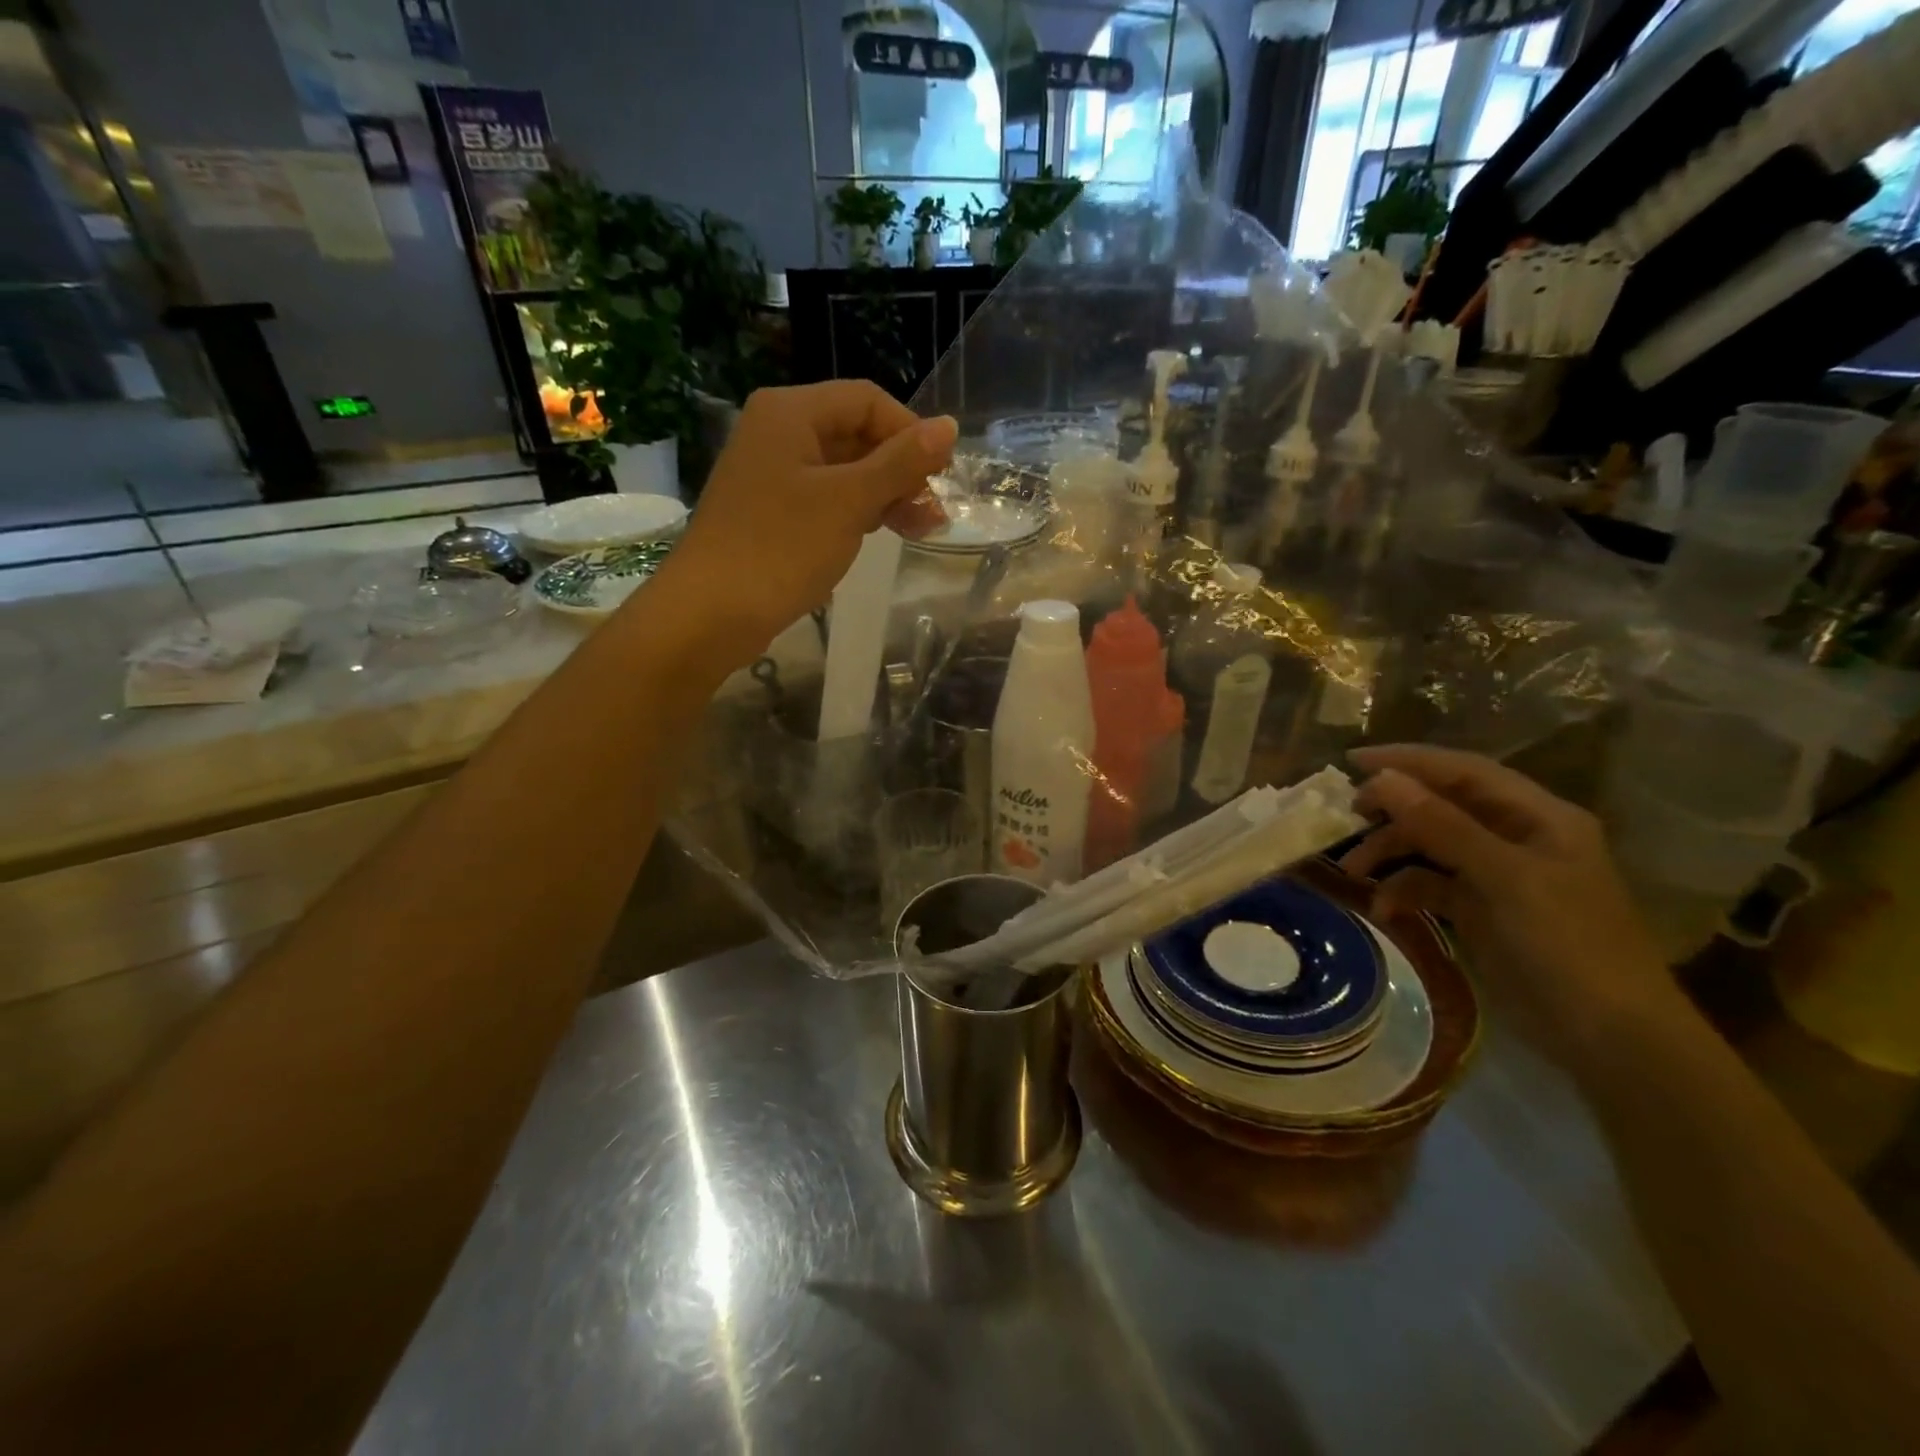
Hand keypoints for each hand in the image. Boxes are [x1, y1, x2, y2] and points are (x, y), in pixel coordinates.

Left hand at [658, 381, 955, 648]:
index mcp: (791, 412)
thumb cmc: (781, 548)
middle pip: (856, 434)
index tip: (939, 477)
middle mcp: (778, 432)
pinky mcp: (770, 511)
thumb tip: (949, 426)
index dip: (910, 433)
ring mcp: (771, 473)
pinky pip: (824, 498)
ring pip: (843, 470)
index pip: (867, 400)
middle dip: (900, 470)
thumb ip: (901, 462)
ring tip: (919, 531)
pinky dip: (856, 512)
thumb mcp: (850, 501)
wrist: (710, 612)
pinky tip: (879, 534)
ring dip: (884, 495)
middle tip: (933, 514)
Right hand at [1339, 744, 1682, 1066]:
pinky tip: (1385, 909)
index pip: (1464, 771)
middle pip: (1442, 806)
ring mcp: (1499, 876)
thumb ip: (1442, 825)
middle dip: (1394, 810)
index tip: (1352, 762)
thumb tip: (1383, 780)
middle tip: (1348, 817)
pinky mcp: (1483, 911)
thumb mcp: (1504, 878)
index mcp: (1538, 817)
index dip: (1409, 761)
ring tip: (1353, 870)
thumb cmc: (1567, 945)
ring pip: (1431, 845)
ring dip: (1391, 852)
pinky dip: (1405, 891)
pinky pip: (1431, 885)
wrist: (1609, 1039)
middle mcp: (1517, 837)